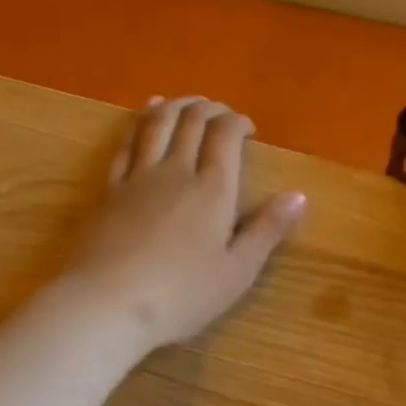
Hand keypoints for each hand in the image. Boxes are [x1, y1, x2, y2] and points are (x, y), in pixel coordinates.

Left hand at [59, 96, 306, 353]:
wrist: (106, 304)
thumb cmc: (181, 294)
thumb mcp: (238, 271)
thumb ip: (268, 230)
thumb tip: (299, 195)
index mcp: (213, 189)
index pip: (225, 134)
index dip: (238, 121)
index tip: (249, 129)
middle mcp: (176, 171)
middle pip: (192, 120)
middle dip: (211, 108)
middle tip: (222, 114)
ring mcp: (138, 177)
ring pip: (157, 123)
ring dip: (176, 105)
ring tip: (188, 101)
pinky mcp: (109, 189)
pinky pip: (127, 143)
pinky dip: (141, 121)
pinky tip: (146, 116)